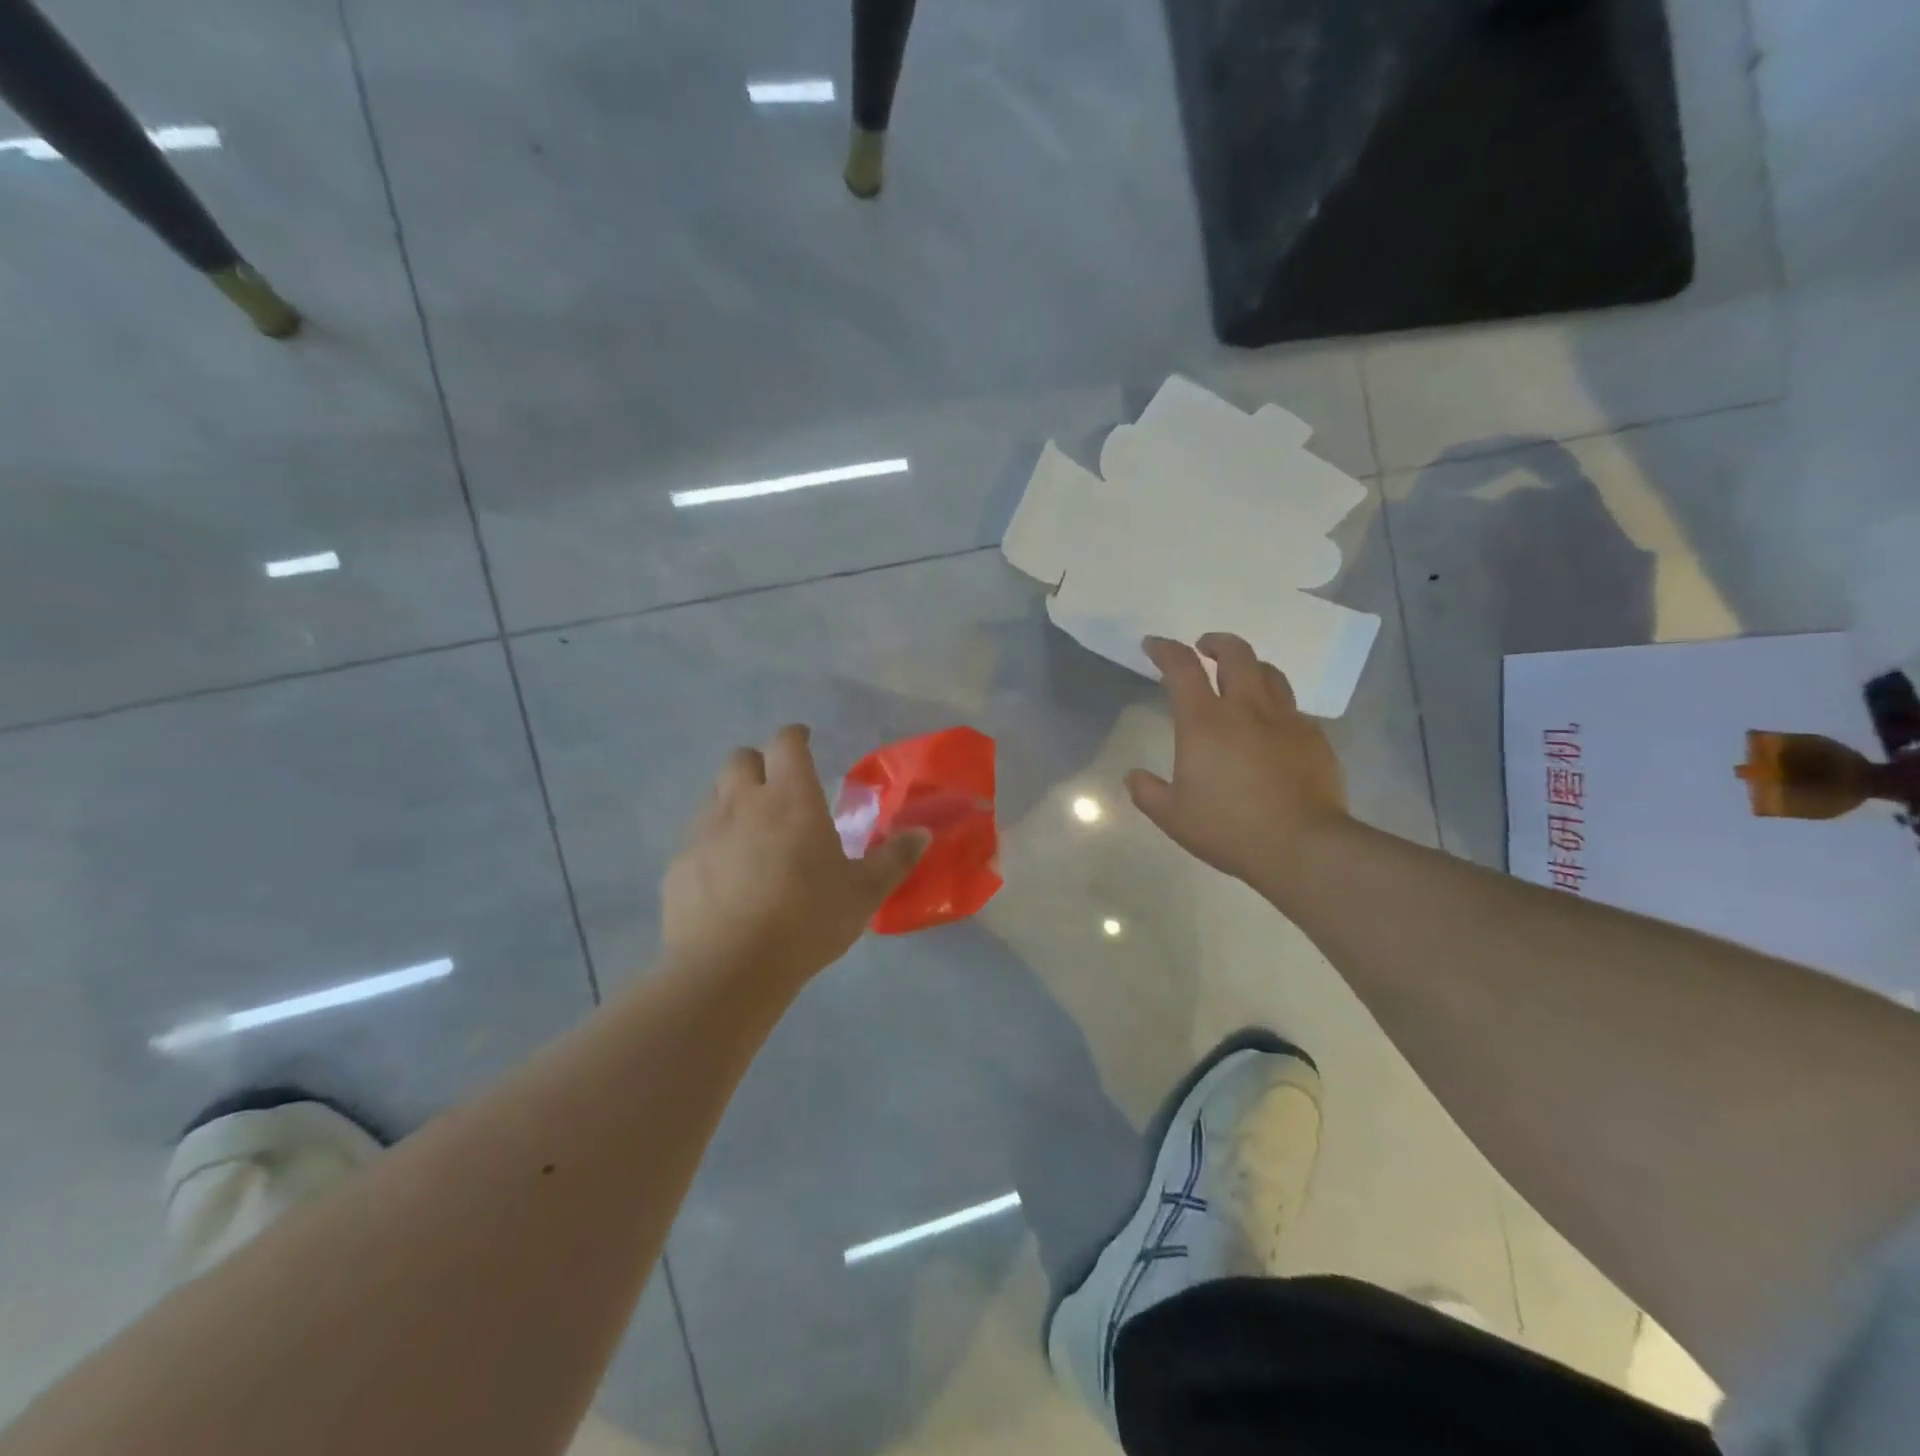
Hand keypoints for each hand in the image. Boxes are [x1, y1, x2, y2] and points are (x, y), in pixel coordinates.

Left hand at [663, 725, 928, 983]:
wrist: (729, 969)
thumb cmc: (807, 920)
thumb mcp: (864, 893)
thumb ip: (895, 859)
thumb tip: (922, 834)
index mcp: (791, 798)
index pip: (786, 742)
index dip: (796, 737)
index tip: (805, 743)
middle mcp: (743, 802)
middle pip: (741, 758)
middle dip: (760, 765)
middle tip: (779, 792)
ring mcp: (704, 831)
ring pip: (715, 795)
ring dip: (734, 801)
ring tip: (754, 835)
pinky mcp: (679, 864)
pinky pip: (696, 838)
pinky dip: (713, 844)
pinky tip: (726, 878)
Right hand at [1127, 634, 1348, 885]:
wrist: (1302, 846)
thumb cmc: (1228, 828)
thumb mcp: (1173, 817)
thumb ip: (1148, 792)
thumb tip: (1133, 777)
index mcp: (1205, 722)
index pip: (1182, 668)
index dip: (1166, 650)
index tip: (1154, 645)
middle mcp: (1246, 709)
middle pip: (1236, 654)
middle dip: (1217, 643)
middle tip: (1205, 648)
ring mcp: (1285, 720)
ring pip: (1270, 673)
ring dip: (1250, 667)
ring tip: (1241, 678)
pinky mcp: (1314, 738)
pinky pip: (1293, 709)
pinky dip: (1276, 706)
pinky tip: (1272, 728)